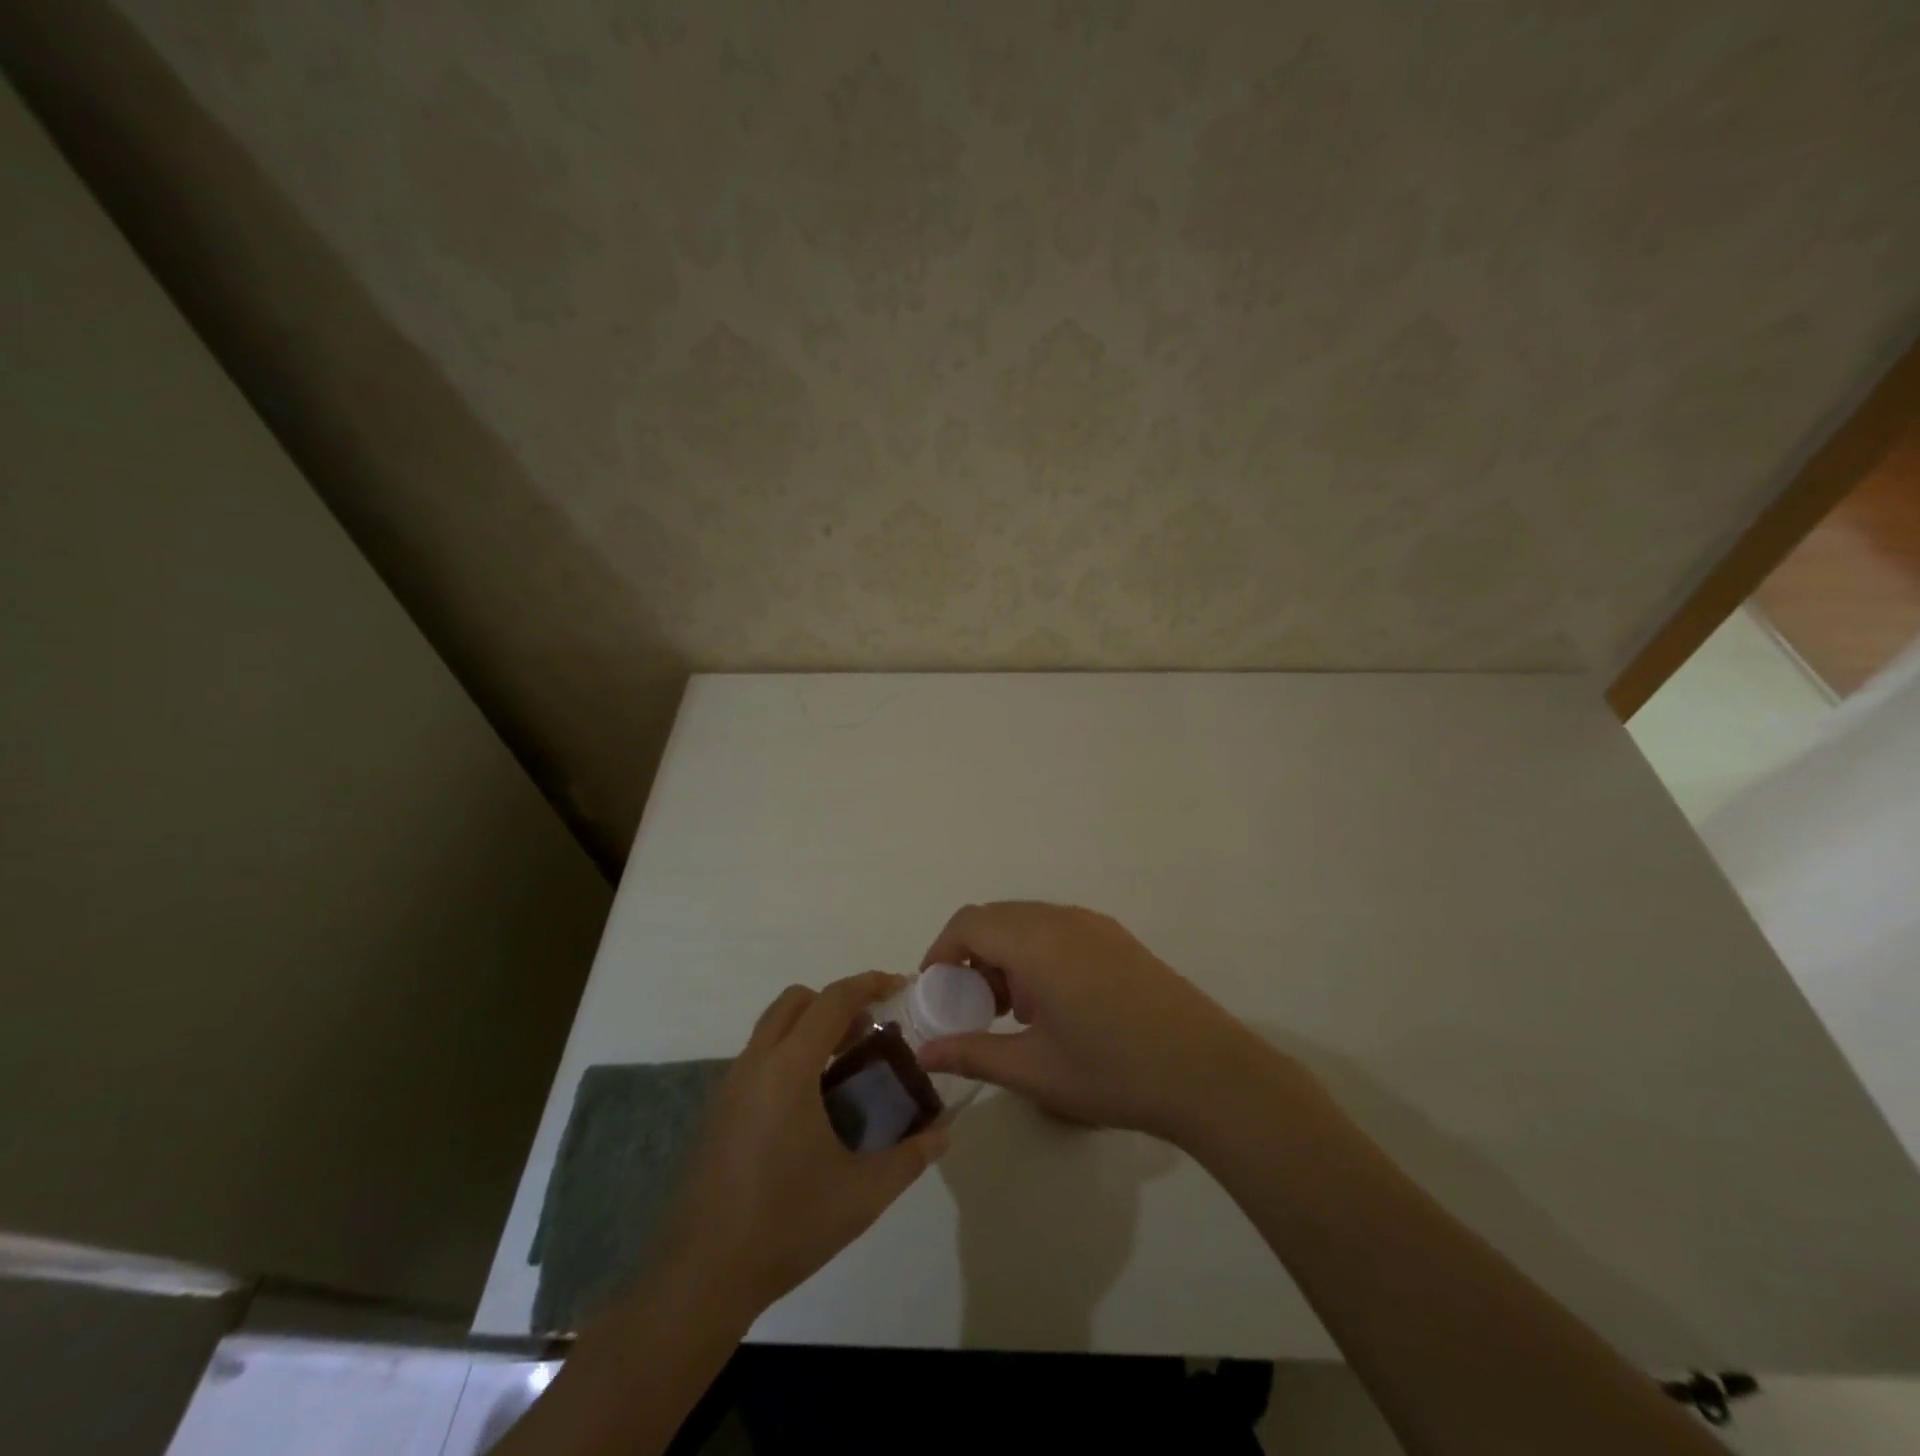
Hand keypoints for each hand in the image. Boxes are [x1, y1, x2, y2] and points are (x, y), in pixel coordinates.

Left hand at [658, 972, 948, 1319]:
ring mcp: (731, 1086)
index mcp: (789, 1070)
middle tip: (870, 1032)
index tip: (900, 987)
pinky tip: (812, 1105)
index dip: (870, 984)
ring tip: (846, 1067)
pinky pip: (760, 1057)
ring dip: (811, 1028)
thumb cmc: (788, 1226)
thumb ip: (910, 1157)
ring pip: (774, 1027)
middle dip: (837, 1002)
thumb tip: (943, 1133)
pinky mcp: (720, 1110)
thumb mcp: (863, 1194)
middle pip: (797, 1000)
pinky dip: (790, 1054)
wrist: (703, 1277)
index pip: (833, 1000)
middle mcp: (756, 1064)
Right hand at [916, 902, 1266, 1142]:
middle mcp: (1063, 919)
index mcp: (1037, 942)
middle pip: (997, 918)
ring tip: (1014, 1011)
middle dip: (972, 955)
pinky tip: (1053, 1005)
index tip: (935, 992)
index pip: (969, 923)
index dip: (941, 952)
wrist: (1208, 1073)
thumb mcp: (1035, 1070)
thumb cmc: (1113, 1072)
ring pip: (1028, 922)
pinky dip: (1036, 953)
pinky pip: (1058, 929)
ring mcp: (1095, 925)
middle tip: (973, 1006)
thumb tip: (925, 1053)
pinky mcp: (1117, 938)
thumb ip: (974, 1053)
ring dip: (1006, 955)